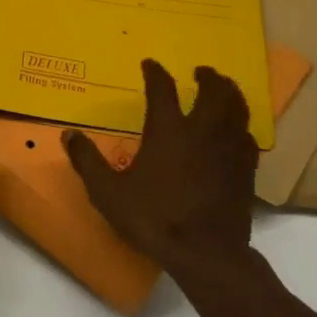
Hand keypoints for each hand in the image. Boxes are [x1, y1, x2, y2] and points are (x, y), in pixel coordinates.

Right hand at [65, 60, 257, 268]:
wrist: (206, 252)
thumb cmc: (153, 218)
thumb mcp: (108, 192)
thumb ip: (87, 161)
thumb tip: (68, 134)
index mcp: (168, 130)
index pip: (162, 89)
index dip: (155, 72)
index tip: (150, 64)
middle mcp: (202, 130)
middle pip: (213, 90)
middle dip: (207, 76)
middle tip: (201, 72)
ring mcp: (229, 148)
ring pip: (238, 108)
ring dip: (230, 93)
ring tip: (224, 90)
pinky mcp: (246, 169)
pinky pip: (248, 136)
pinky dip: (241, 125)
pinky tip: (237, 131)